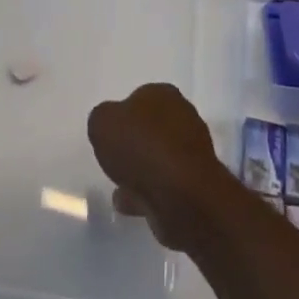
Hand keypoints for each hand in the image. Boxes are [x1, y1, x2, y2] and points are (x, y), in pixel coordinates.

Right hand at [87, 83, 237, 250]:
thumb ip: (102, 119)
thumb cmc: (141, 147)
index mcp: (164, 94)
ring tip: (120, 188)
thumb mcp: (102, 123)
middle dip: (135, 143)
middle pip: (152, 128)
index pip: (139, 98)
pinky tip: (131, 204)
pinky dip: (149, 193)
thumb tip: (110, 125)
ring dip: (142, 171)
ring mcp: (193, 152)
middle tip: (115, 159)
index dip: (122, 116)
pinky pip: (165, 184)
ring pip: (159, 158)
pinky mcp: (196, 184)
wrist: (182, 196)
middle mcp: (184, 117)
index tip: (110, 135)